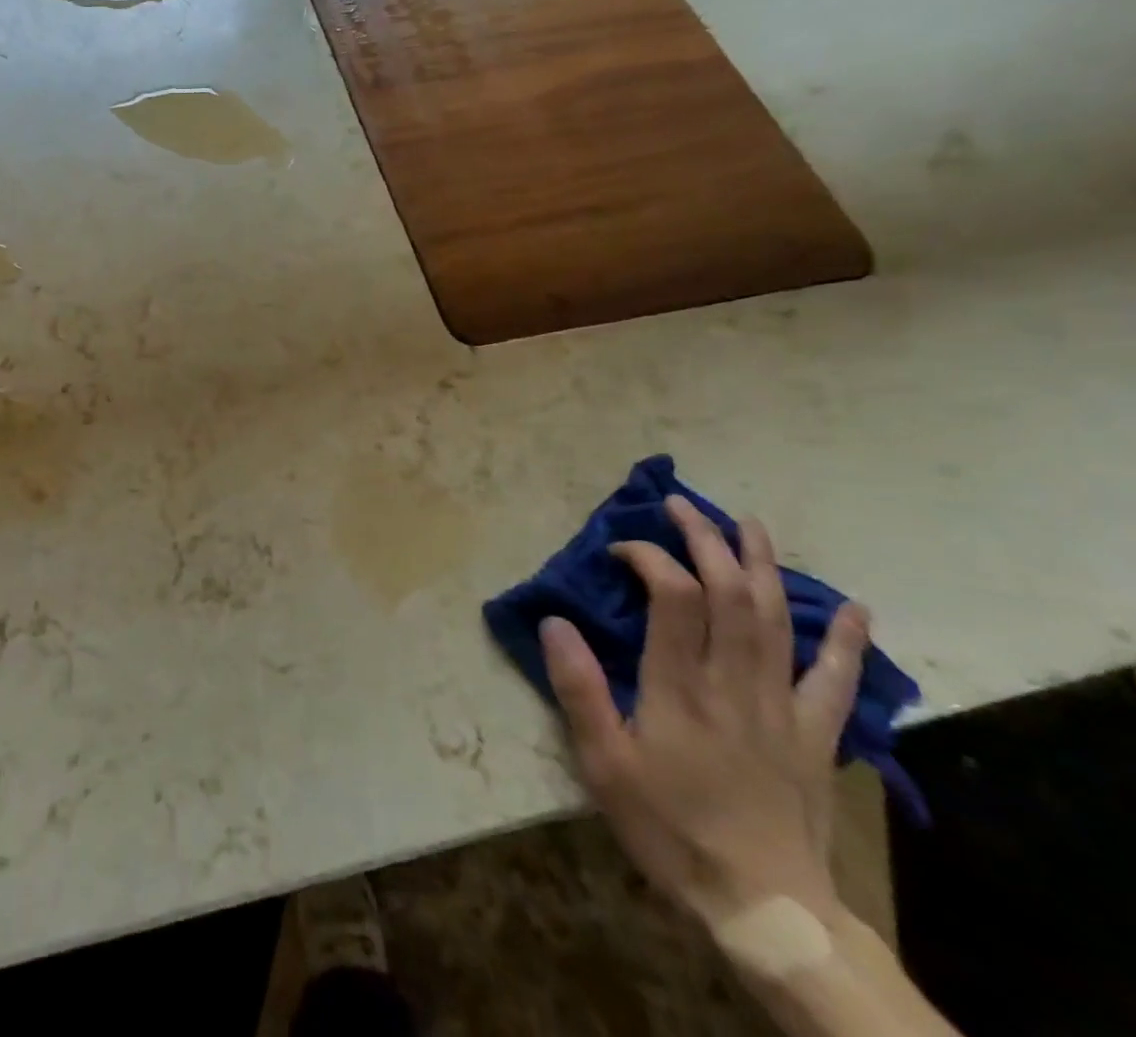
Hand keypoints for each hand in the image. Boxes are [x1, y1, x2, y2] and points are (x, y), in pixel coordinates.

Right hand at [540, 497, 869, 929]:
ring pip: (778, 619)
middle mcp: (734, 682)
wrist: (764, 906)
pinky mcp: (813, 734)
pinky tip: (856, 609)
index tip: (620, 549)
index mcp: (680, 686)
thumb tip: (555, 621)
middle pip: (729, 593)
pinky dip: (847, 641)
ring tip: (748, 524)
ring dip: (763, 565)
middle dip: (705, 541)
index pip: (673, 596)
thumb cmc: (671, 828)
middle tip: (681, 506)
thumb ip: (579, 689)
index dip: (650, 557)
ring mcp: (781, 705)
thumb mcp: (604, 763)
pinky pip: (837, 680)